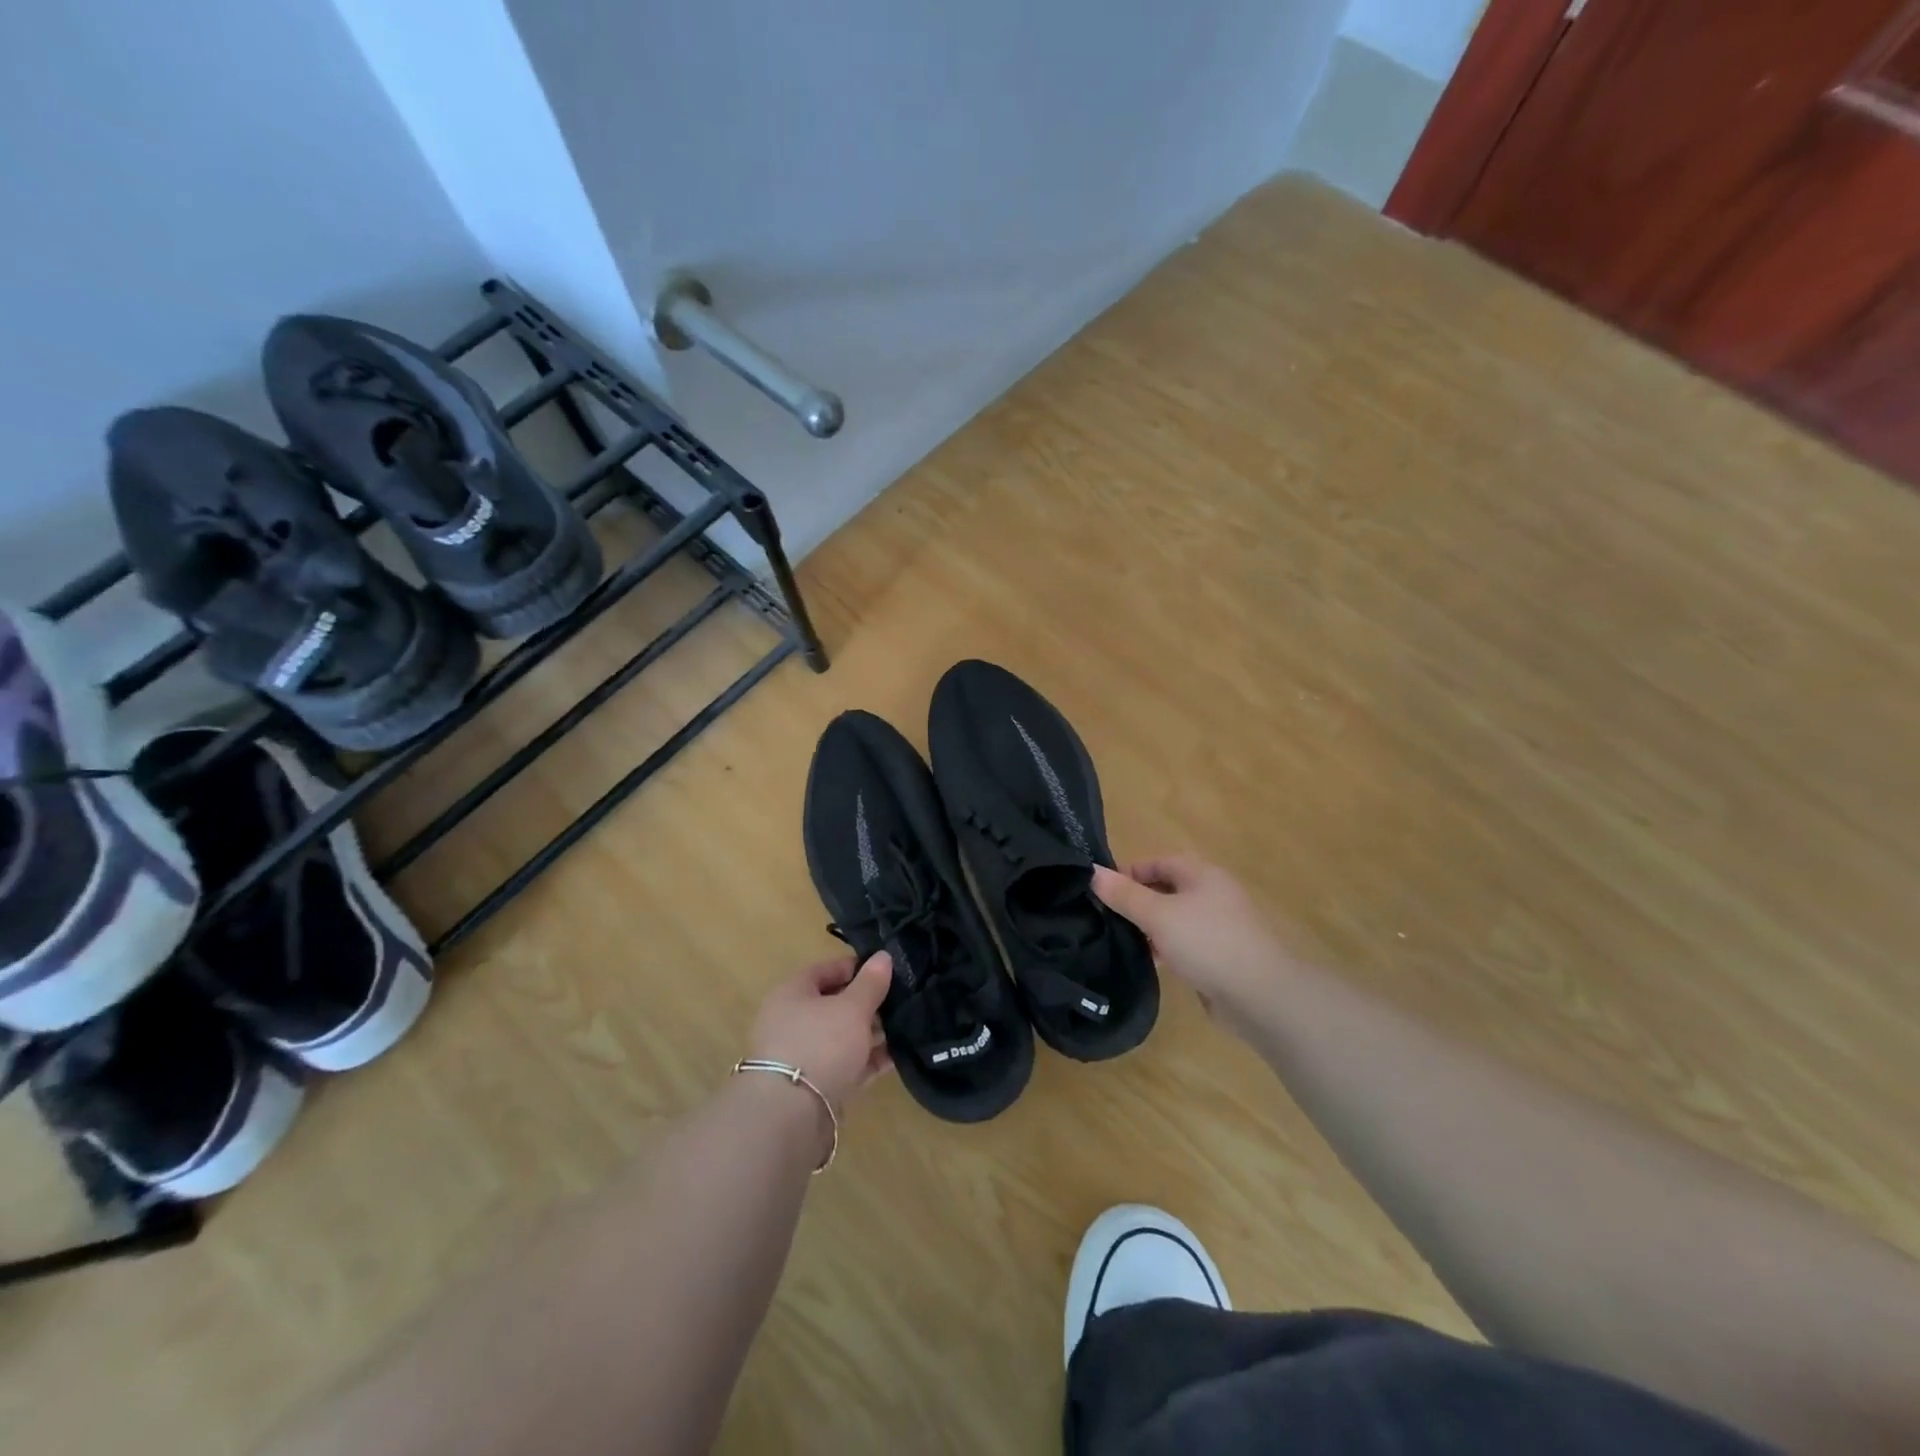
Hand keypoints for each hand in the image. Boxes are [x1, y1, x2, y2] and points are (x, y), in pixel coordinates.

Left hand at [748, 952, 893, 1111]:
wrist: (790, 1115)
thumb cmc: (820, 1044)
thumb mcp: (852, 1007)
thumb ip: (871, 983)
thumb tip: (883, 956)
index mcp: (793, 992)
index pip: (827, 969)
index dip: (857, 967)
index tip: (888, 971)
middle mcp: (792, 1020)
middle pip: (834, 1003)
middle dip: (867, 1003)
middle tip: (900, 1002)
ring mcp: (801, 1055)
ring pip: (841, 1036)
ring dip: (870, 1034)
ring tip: (905, 1029)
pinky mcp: (813, 1086)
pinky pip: (845, 1064)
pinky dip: (867, 1061)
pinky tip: (897, 1058)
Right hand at [1092, 857, 1292, 1023]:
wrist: (1260, 995)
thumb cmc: (1207, 942)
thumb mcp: (1158, 915)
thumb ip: (1124, 894)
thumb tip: (1091, 872)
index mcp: (1201, 874)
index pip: (1156, 862)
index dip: (1128, 873)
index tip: (1100, 891)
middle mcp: (1212, 893)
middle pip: (1165, 888)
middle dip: (1136, 900)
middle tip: (1105, 916)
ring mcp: (1219, 925)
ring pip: (1174, 917)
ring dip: (1149, 926)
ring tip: (1120, 939)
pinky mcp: (1220, 954)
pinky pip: (1185, 942)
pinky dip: (1166, 946)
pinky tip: (1150, 960)